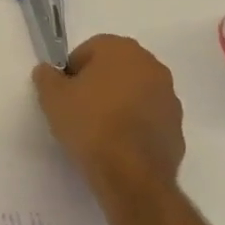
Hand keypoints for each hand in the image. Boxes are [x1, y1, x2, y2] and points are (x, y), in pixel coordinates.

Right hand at [34, 34, 185, 198]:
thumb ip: (46, 76)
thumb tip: (49, 72)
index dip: (73, 71)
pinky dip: (135, 125)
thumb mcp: (51, 96)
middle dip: (98, 84)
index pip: (89, 50)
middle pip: (115, 69)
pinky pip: (149, 118)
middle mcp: (151, 66)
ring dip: (119, 103)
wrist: (131, 175)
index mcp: (122, 49)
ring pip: (135, 93)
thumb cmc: (89, 123)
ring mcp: (170, 98)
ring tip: (100, 130)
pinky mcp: (178, 129)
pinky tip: (118, 145)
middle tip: (79, 108)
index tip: (65, 93)